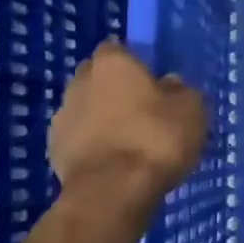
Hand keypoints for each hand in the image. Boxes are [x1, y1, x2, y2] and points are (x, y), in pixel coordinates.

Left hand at [47, 41, 206, 210]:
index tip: (150, 82)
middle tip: (141, 110)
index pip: (117, 50)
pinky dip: (92, 145)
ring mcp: (61, 117)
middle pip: (97, 78)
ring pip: (85, 109)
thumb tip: (169, 84)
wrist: (112, 192)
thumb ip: (180, 90)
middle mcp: (80, 82)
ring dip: (102, 119)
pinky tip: (113, 162)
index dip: (134, 64)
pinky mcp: (53, 151)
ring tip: (128, 141)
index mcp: (112, 63)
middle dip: (114, 89)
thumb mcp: (190, 109)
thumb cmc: (155, 139)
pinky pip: (78, 139)